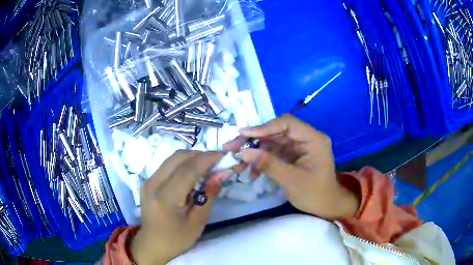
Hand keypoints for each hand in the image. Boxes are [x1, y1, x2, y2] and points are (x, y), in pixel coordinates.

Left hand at [130, 150, 230, 264]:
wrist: (151, 244)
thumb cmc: (176, 239)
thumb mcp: (197, 222)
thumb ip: (208, 195)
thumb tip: (222, 173)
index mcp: (165, 198)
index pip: (188, 169)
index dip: (208, 159)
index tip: (225, 155)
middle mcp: (153, 184)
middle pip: (179, 157)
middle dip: (201, 155)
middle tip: (218, 161)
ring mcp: (148, 181)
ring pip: (173, 158)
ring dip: (192, 157)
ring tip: (208, 166)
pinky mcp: (148, 181)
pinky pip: (168, 165)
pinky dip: (183, 164)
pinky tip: (193, 173)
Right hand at [225, 114, 358, 218]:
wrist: (326, 206)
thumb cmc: (314, 194)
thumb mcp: (291, 180)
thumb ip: (268, 164)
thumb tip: (243, 152)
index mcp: (313, 139)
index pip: (287, 123)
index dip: (264, 127)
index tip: (242, 134)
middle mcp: (306, 138)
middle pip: (275, 132)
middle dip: (253, 141)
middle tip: (231, 147)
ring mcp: (298, 147)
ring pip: (271, 143)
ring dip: (254, 152)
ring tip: (238, 164)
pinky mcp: (292, 155)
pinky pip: (273, 153)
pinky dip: (261, 161)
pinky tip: (251, 173)